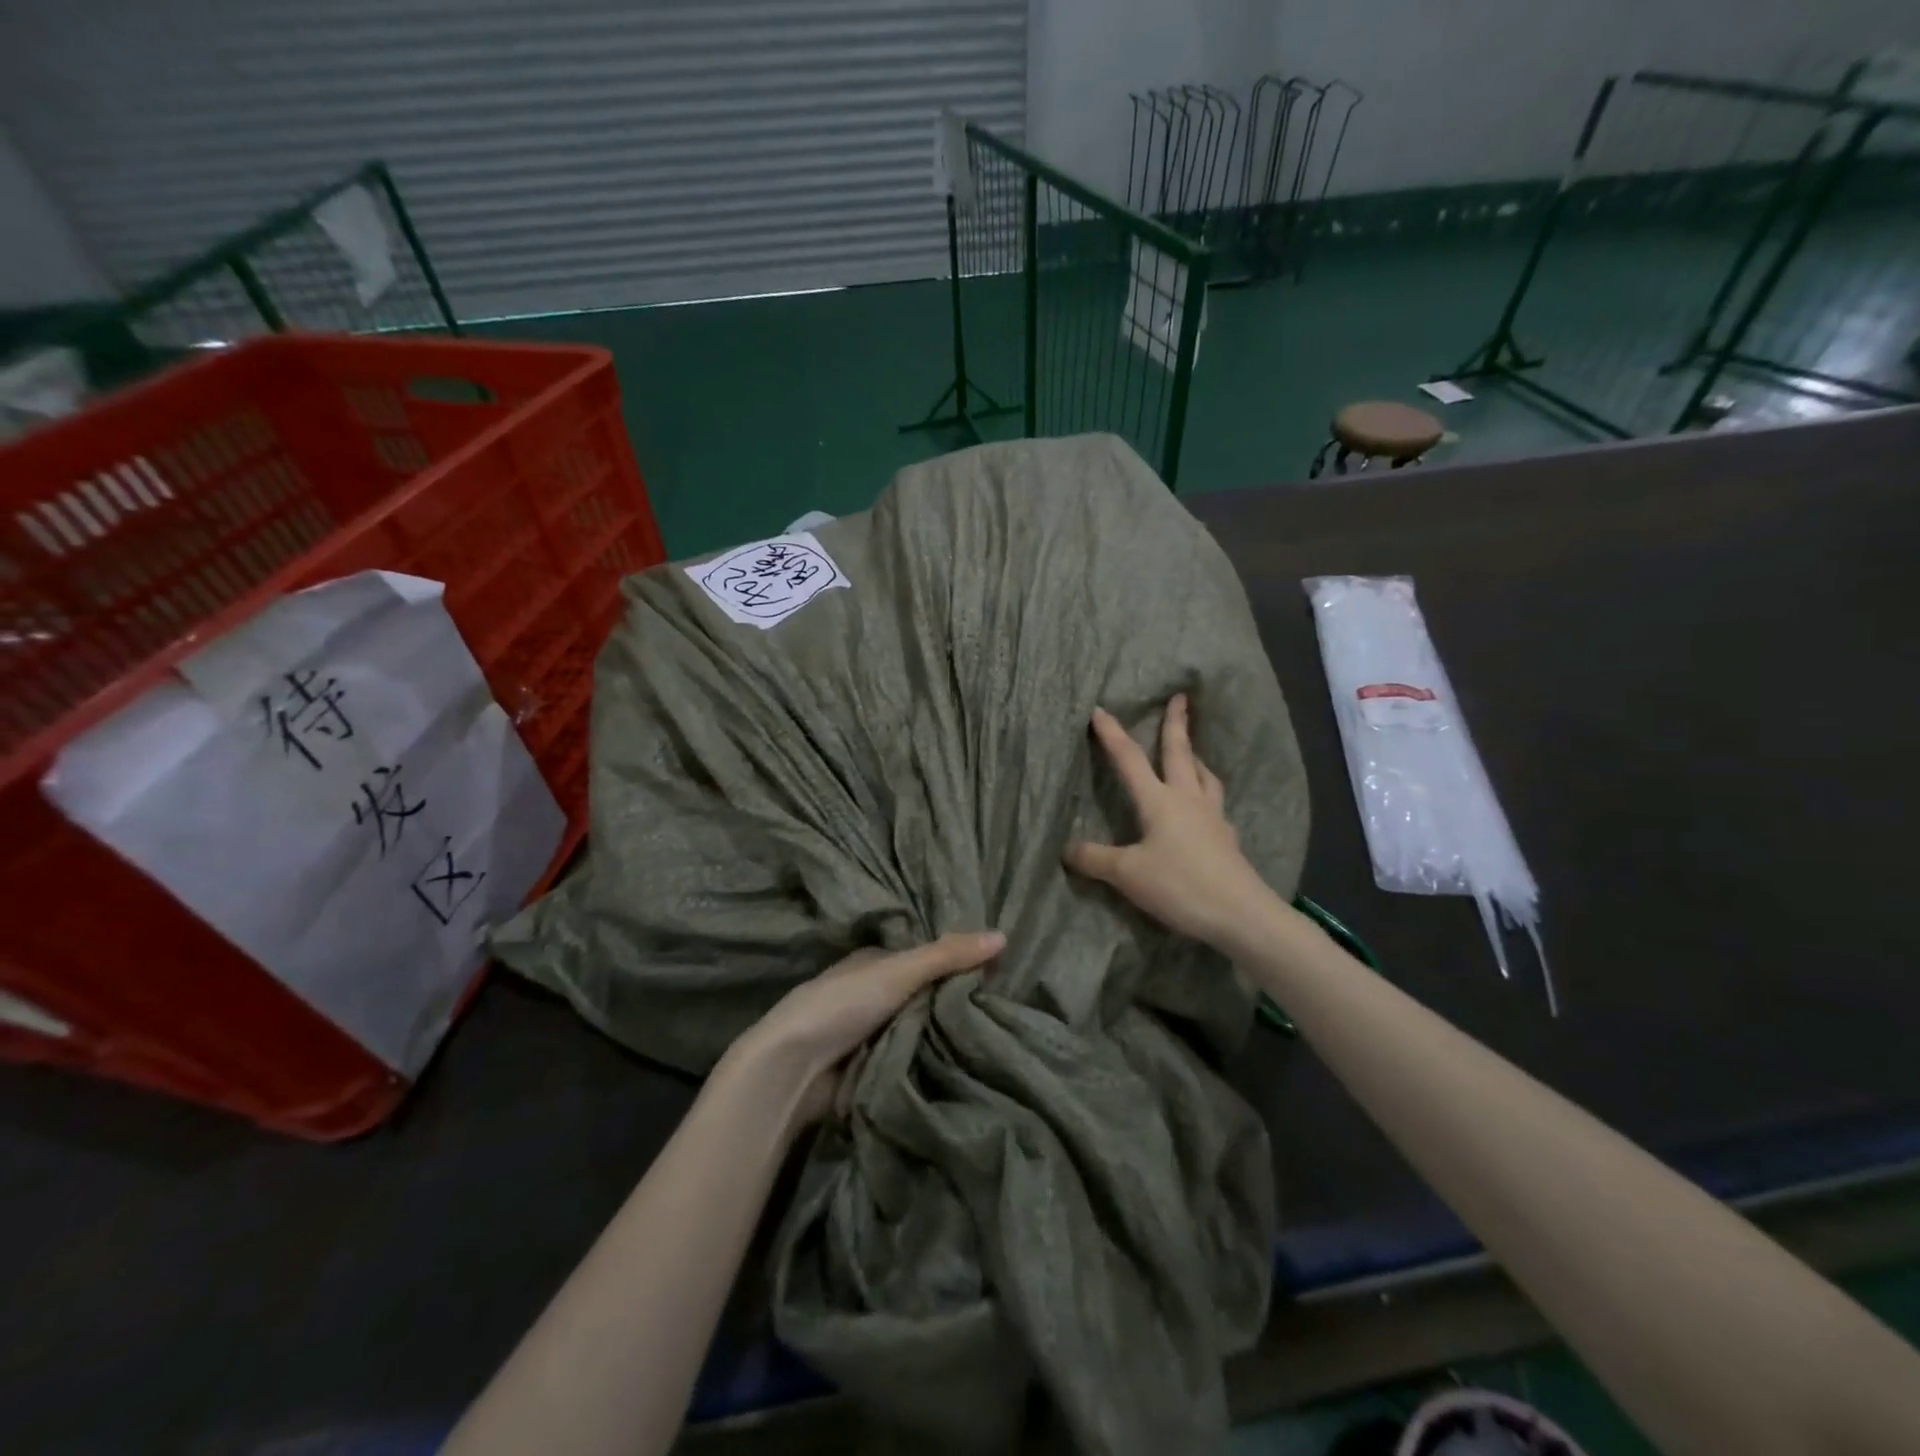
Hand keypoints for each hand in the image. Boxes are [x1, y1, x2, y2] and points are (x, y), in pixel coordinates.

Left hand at [728, 931, 1004, 1123]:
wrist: (793, 1068)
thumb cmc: (843, 1004)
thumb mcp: (899, 971)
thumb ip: (947, 955)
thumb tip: (1003, 935)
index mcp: (872, 962)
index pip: (923, 958)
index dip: (955, 962)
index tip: (996, 971)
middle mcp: (870, 993)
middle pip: (922, 995)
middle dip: (952, 1002)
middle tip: (1003, 1007)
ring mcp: (867, 1032)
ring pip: (917, 1028)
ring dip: (943, 1034)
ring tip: (995, 1035)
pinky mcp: (868, 1068)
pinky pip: (909, 1059)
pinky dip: (929, 1060)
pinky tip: (964, 1063)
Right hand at [1064, 694, 1272, 949]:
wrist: (1240, 914)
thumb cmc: (1180, 885)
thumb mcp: (1127, 874)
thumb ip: (1095, 859)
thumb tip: (1066, 849)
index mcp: (1160, 801)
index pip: (1129, 759)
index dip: (1112, 735)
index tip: (1100, 709)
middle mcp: (1188, 800)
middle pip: (1179, 753)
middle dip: (1176, 724)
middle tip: (1180, 698)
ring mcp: (1212, 818)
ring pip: (1204, 776)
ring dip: (1195, 757)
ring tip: (1193, 751)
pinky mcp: (1226, 839)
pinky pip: (1215, 803)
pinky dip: (1207, 792)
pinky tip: (1206, 805)